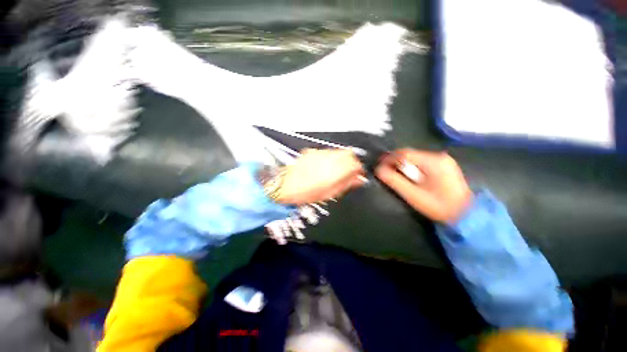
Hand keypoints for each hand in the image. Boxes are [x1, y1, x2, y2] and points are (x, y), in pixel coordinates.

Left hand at [277, 149, 365, 204]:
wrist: (285, 186)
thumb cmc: (306, 193)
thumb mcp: (329, 193)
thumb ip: (346, 184)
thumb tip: (358, 179)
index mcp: (335, 170)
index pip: (355, 163)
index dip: (359, 169)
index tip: (358, 175)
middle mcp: (329, 158)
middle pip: (348, 153)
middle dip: (352, 161)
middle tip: (349, 171)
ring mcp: (320, 153)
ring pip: (338, 151)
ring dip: (341, 159)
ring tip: (336, 170)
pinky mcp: (312, 151)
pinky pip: (327, 152)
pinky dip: (330, 158)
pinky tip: (324, 166)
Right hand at [375, 149, 472, 223]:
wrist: (465, 214)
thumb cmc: (438, 206)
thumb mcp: (413, 195)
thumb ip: (395, 181)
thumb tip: (378, 170)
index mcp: (433, 161)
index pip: (405, 153)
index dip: (389, 158)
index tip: (378, 165)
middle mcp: (439, 156)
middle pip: (410, 154)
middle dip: (395, 162)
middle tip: (385, 171)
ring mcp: (443, 160)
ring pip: (415, 158)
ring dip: (403, 165)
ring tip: (395, 175)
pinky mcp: (444, 166)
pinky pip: (422, 162)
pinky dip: (412, 168)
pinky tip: (410, 177)